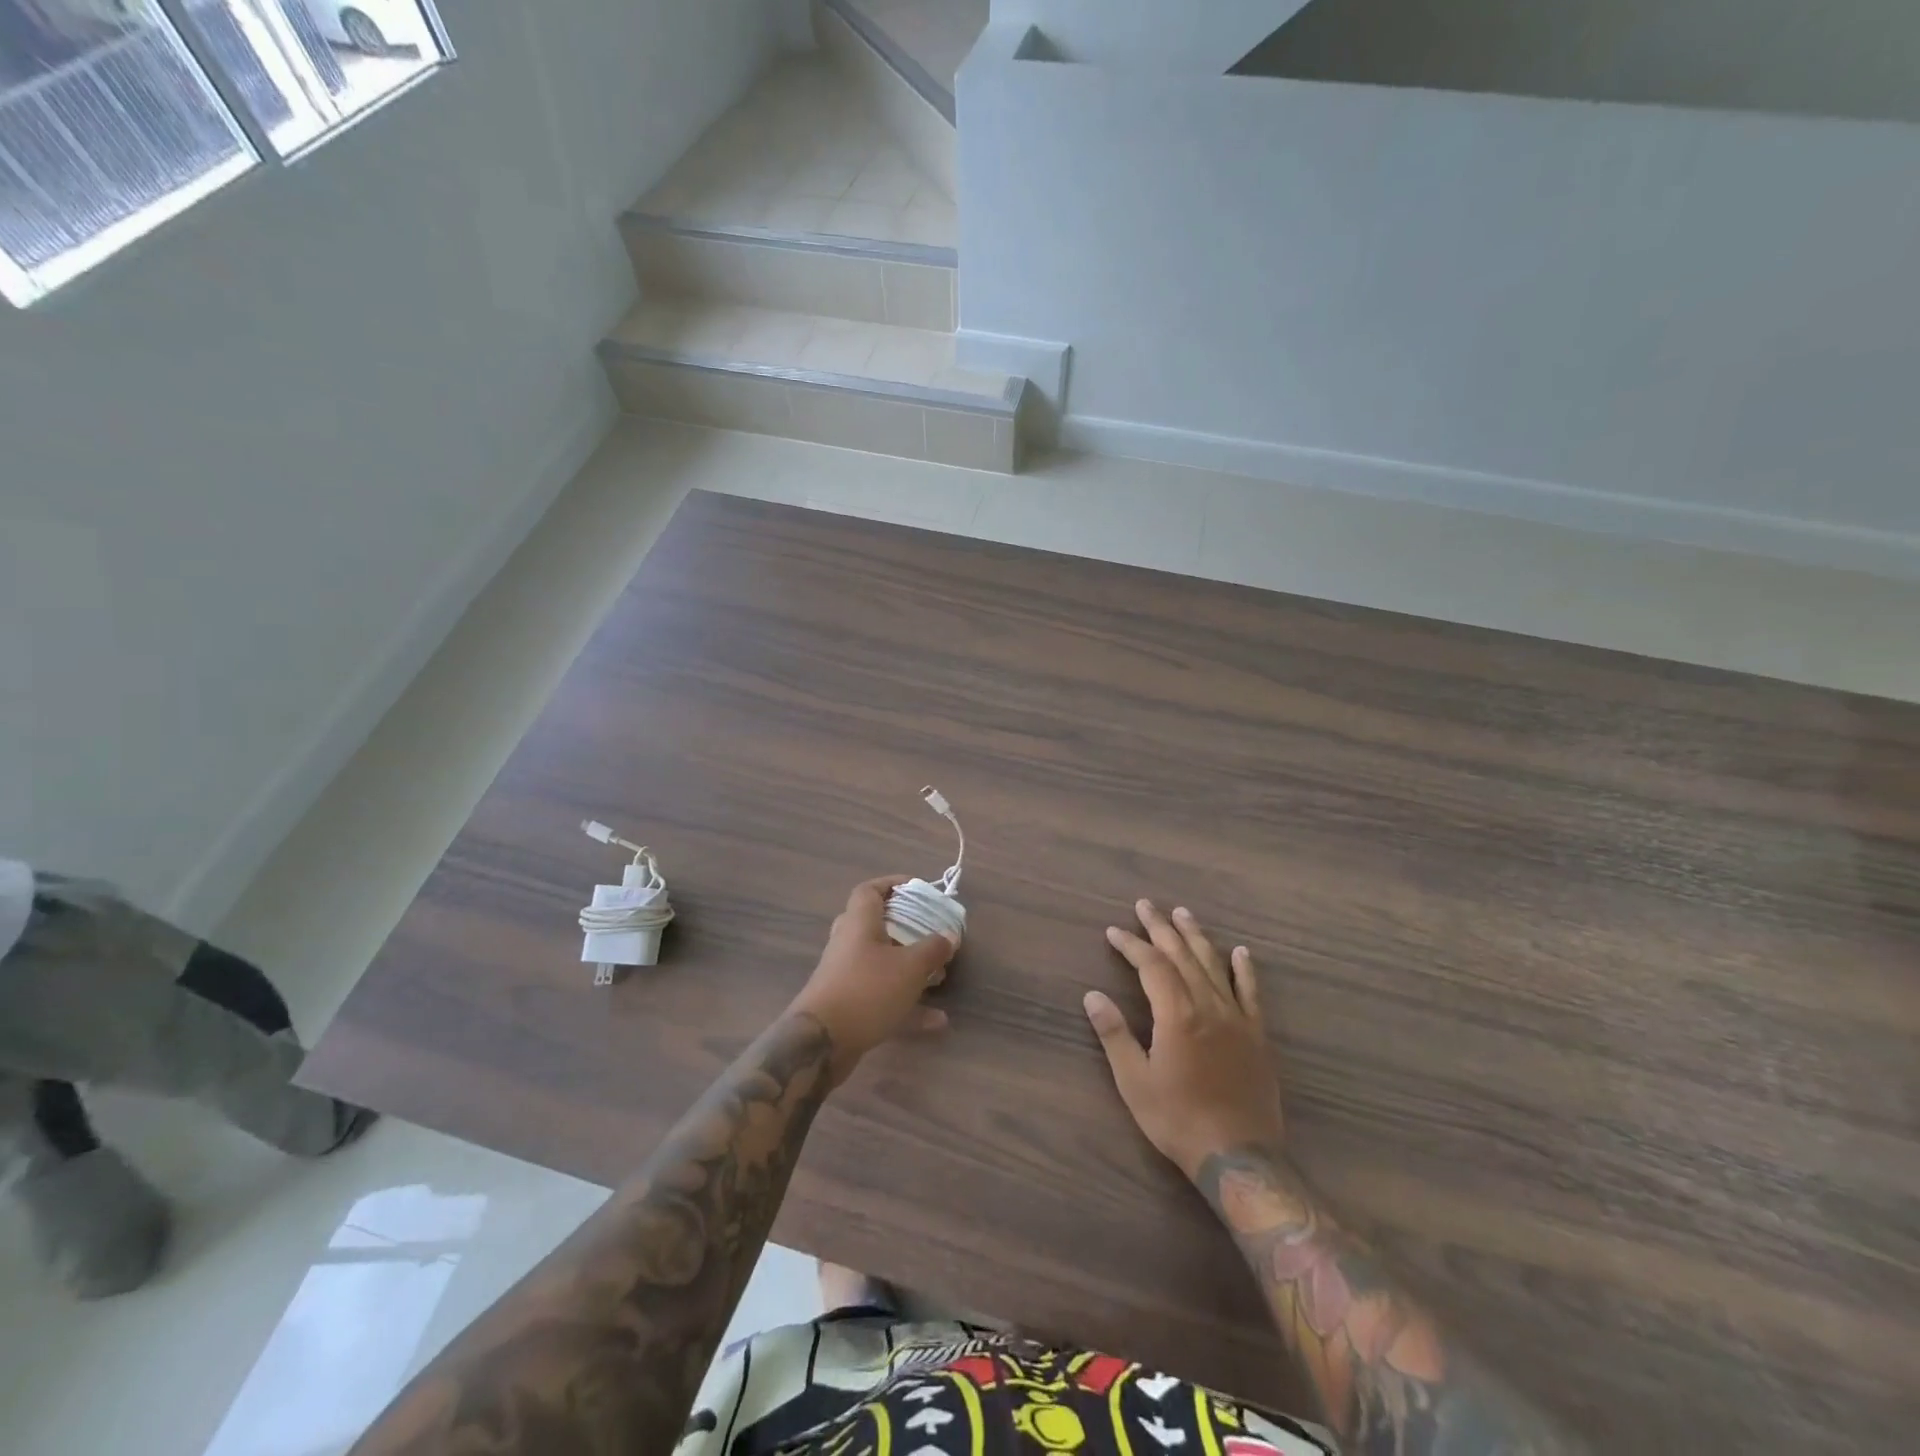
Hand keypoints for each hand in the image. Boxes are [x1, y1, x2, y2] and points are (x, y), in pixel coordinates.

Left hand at [789, 876, 958, 1085]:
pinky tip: (936, 1020)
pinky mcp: (849, 1005)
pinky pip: (883, 996)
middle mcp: (849, 944)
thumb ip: (933, 949)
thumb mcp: (910, 967)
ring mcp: (846, 976)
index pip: (870, 890)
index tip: (917, 889)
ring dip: (911, 968)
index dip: (892, 884)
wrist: (821, 1043)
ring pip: (882, 962)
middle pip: (877, 925)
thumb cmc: (867, 990)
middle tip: (932, 932)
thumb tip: (950, 935)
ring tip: (941, 976)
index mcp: (859, 923)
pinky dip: (908, 1004)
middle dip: (907, 928)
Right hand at [1084, 900, 1285, 1179]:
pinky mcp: (1257, 1035)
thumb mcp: (1134, 1081)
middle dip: (1161, 928)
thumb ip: (1114, 1034)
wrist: (1238, 1155)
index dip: (1132, 945)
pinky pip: (1251, 993)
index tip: (1114, 931)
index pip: (1151, 965)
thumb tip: (1092, 996)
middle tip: (1146, 905)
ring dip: (1196, 937)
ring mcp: (1236, 1018)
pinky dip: (1245, 969)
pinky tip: (1241, 952)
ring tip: (1183, 913)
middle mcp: (1208, 1005)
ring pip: (1214, 965)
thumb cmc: (1178, 1119)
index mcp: (1176, 1014)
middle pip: (1182, 955)